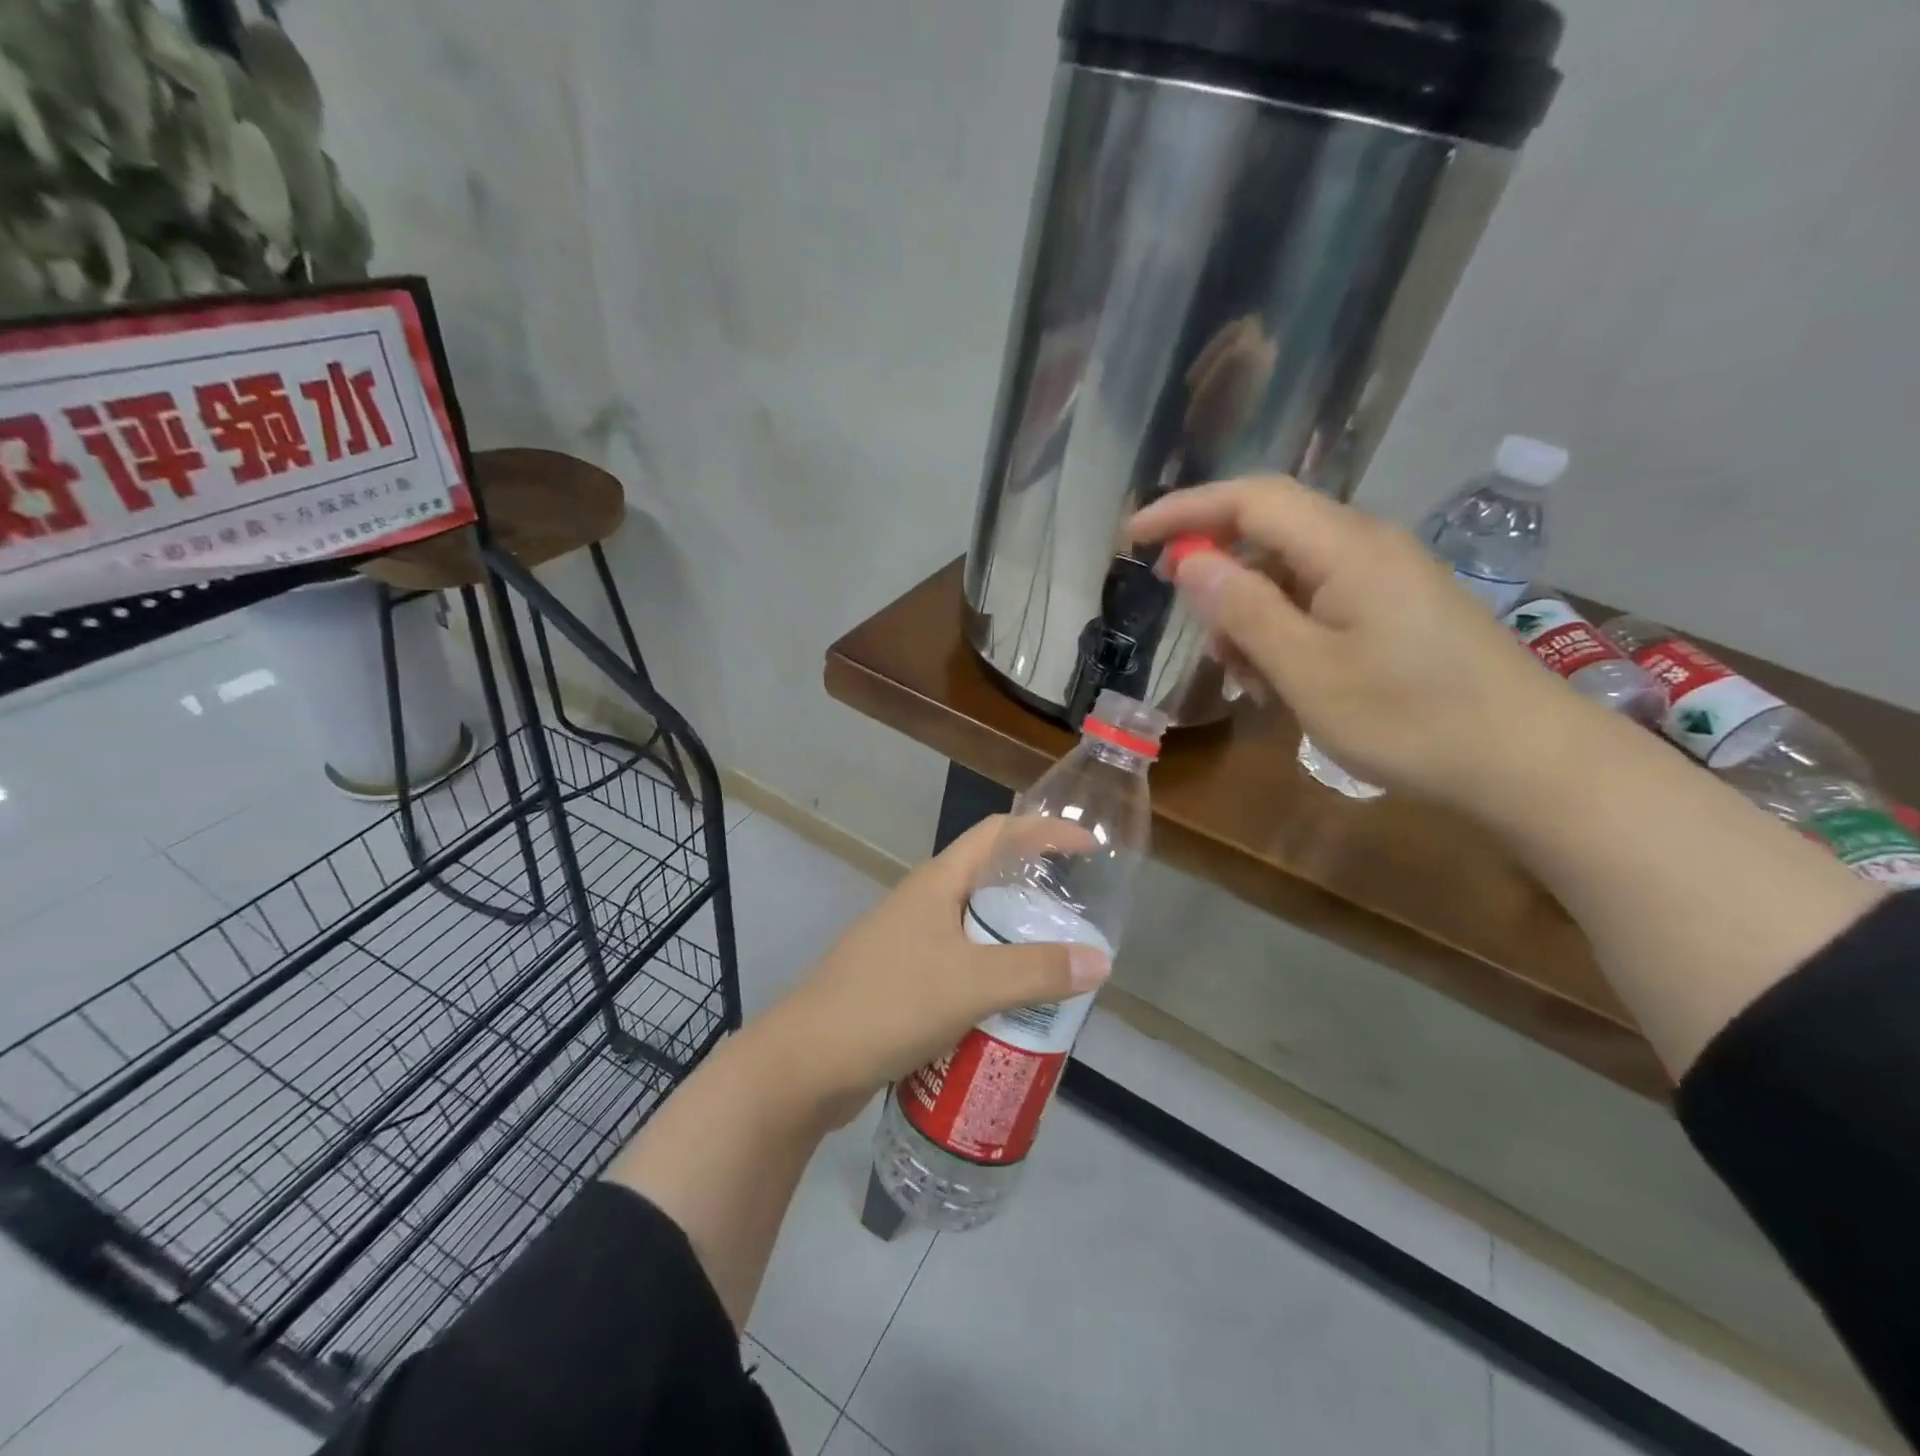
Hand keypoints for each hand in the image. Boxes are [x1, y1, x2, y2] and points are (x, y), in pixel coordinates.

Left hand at [754, 816, 1110, 1124]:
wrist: (806, 1063)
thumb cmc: (889, 1004)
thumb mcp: (972, 985)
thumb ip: (1036, 972)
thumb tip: (1100, 961)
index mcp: (937, 882)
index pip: (998, 834)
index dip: (1045, 832)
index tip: (1090, 848)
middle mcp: (923, 903)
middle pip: (990, 881)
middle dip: (1037, 895)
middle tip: (1080, 921)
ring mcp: (908, 942)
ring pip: (975, 929)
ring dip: (1015, 943)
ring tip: (1057, 968)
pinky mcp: (902, 981)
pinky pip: (960, 967)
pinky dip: (992, 979)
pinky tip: (1013, 1010)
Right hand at [1130, 476, 1577, 807]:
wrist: (1527, 763)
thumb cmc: (1410, 718)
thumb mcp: (1307, 671)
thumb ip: (1244, 610)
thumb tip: (1191, 562)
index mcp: (1345, 547)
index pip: (1249, 500)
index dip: (1185, 510)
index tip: (1131, 539)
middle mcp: (1366, 547)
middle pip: (1268, 536)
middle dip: (1221, 583)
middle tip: (1204, 645)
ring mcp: (1385, 580)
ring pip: (1289, 577)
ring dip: (1253, 621)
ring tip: (1251, 684)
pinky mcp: (1396, 611)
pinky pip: (1319, 605)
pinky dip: (1286, 636)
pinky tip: (1285, 686)